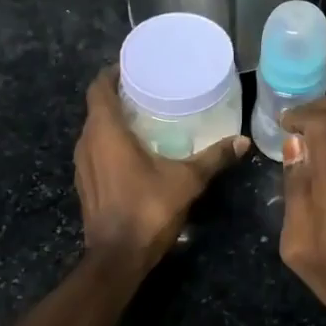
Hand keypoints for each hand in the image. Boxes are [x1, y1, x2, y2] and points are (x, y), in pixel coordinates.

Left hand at [74, 68, 247, 271]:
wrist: (117, 258)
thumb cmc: (147, 209)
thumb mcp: (187, 180)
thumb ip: (213, 158)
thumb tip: (242, 141)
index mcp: (105, 131)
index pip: (98, 88)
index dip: (112, 73)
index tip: (134, 66)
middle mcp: (87, 143)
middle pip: (97, 108)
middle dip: (118, 96)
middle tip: (149, 89)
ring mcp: (82, 166)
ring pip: (94, 131)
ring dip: (113, 121)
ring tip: (144, 116)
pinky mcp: (85, 185)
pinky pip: (95, 151)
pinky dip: (110, 143)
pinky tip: (134, 151)